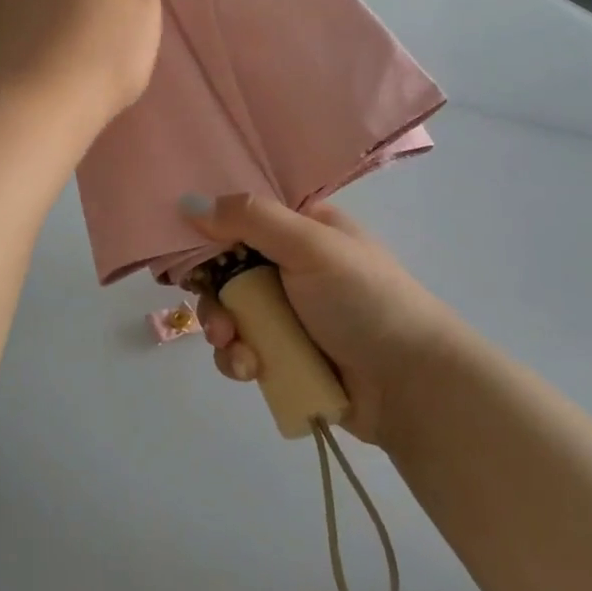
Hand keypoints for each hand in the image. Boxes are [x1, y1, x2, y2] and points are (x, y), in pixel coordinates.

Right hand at [184, 193, 455, 445]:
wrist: (413, 387)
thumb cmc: (364, 299)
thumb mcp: (310, 245)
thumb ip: (249, 219)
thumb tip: (187, 203)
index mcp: (300, 227)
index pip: (239, 216)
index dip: (207, 231)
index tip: (178, 247)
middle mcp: (289, 264)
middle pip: (225, 267)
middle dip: (211, 291)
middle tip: (214, 311)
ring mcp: (286, 313)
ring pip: (228, 311)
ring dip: (221, 328)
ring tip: (233, 346)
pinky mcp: (284, 355)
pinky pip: (241, 349)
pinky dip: (238, 359)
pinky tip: (250, 369)